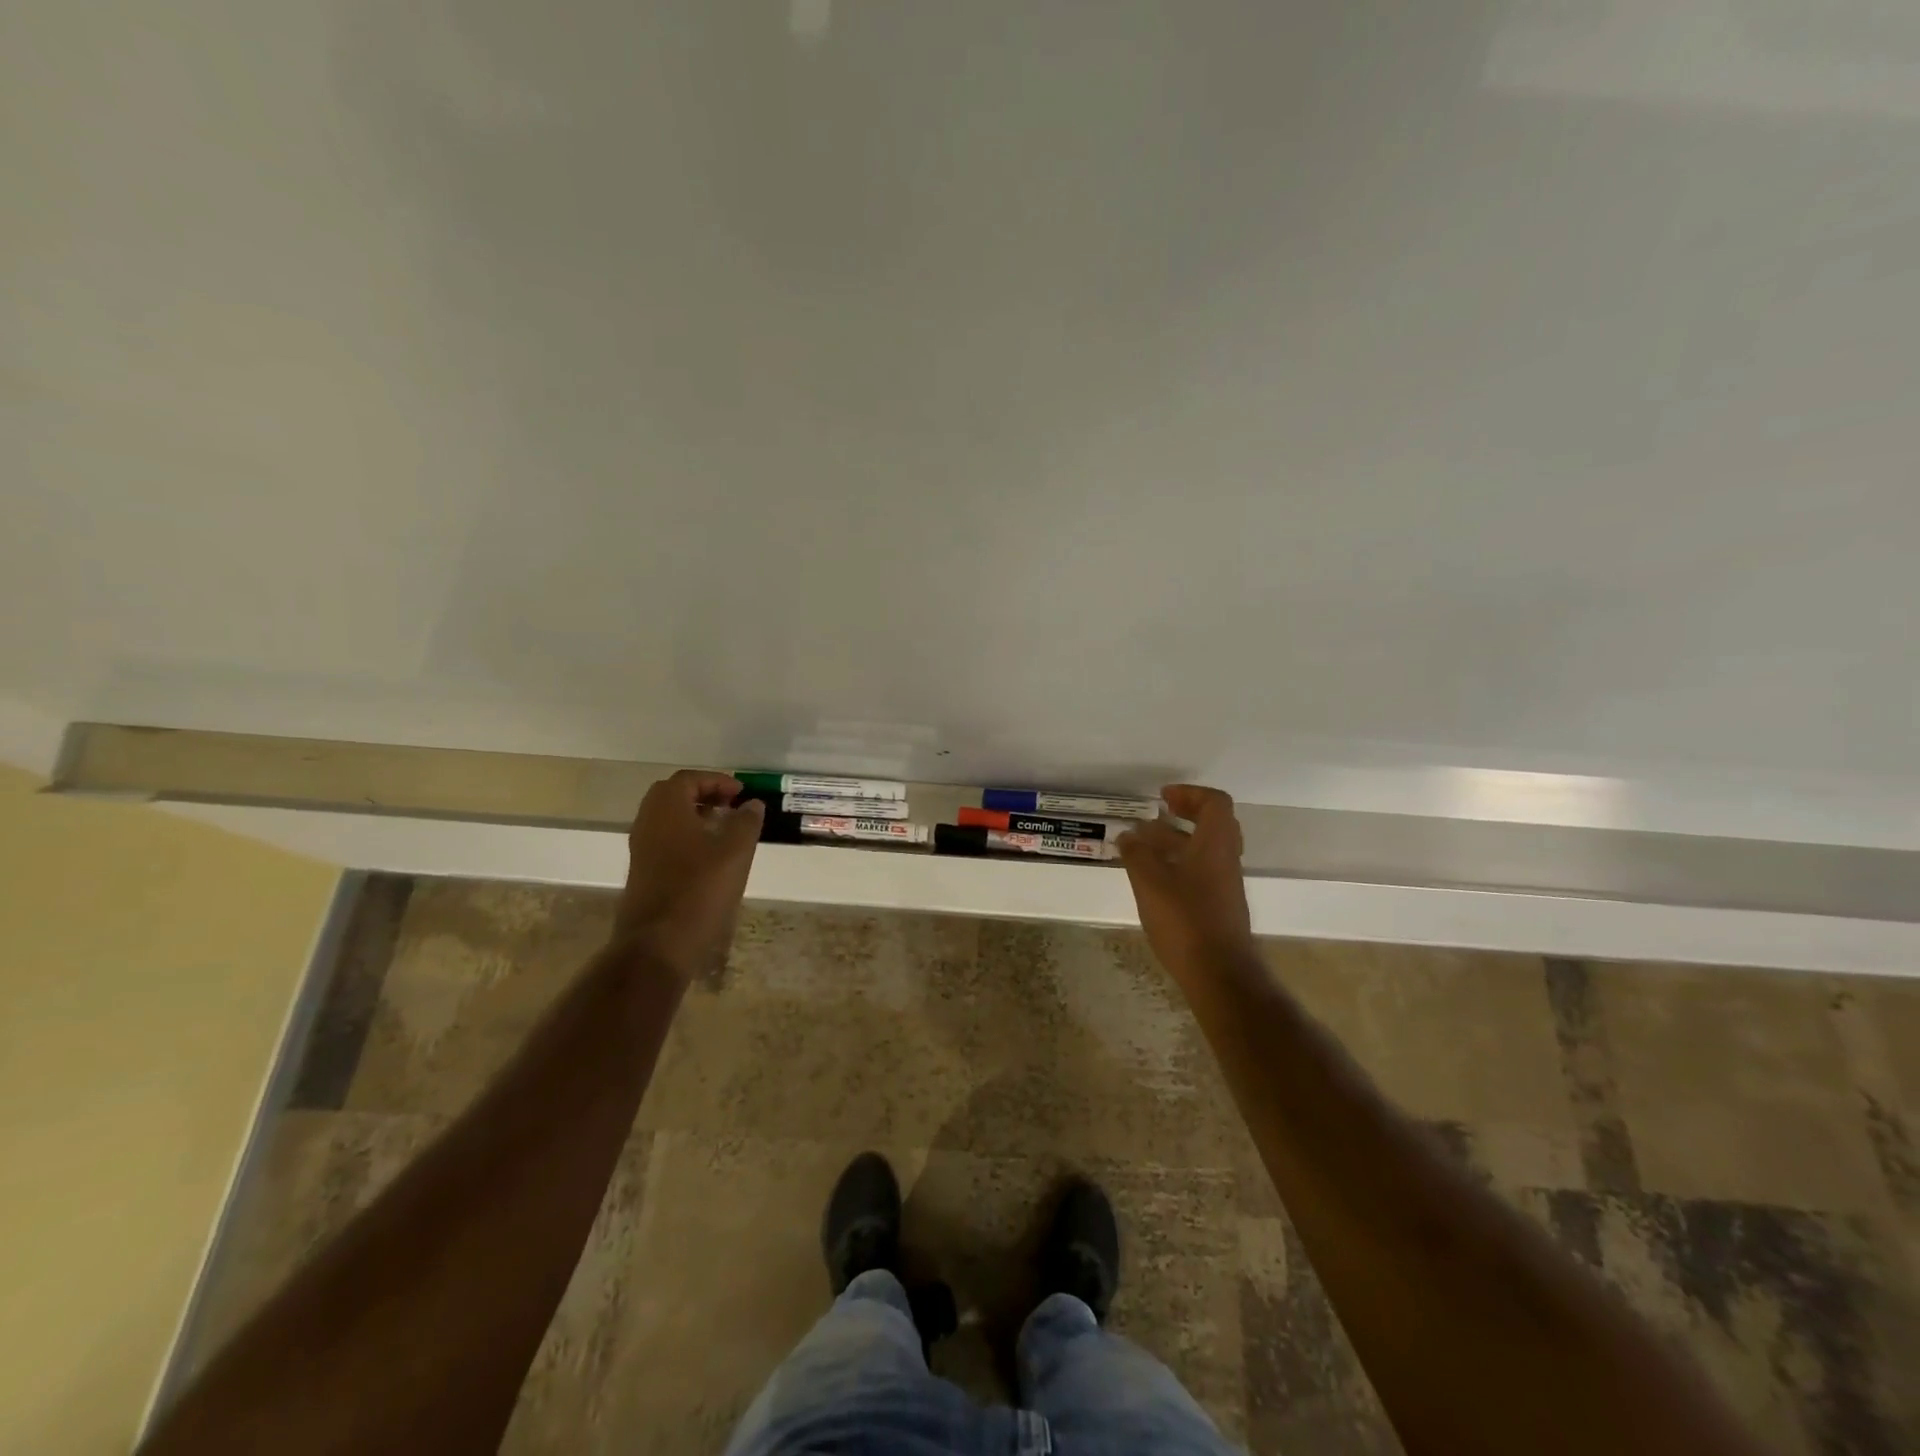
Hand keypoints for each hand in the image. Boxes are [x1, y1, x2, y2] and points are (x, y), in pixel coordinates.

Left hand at [614, 770, 764, 978]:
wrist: (658, 944)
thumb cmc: (699, 890)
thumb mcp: (735, 852)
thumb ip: (746, 822)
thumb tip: (752, 804)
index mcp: (666, 809)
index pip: (689, 779)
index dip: (717, 781)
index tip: (741, 792)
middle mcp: (648, 823)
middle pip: (672, 795)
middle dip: (703, 795)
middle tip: (731, 805)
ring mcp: (641, 850)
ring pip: (667, 819)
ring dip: (694, 816)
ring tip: (724, 829)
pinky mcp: (643, 873)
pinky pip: (665, 840)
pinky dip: (686, 837)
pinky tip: (710, 857)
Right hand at [1116, 784, 1254, 978]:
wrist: (1220, 974)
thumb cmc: (1185, 920)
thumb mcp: (1150, 882)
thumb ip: (1137, 854)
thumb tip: (1127, 835)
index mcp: (1215, 845)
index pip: (1214, 803)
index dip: (1189, 794)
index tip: (1162, 798)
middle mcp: (1226, 859)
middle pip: (1213, 824)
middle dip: (1183, 815)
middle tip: (1155, 816)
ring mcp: (1225, 884)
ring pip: (1205, 849)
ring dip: (1177, 841)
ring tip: (1142, 846)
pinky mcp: (1219, 906)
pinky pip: (1201, 871)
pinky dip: (1179, 864)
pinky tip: (1153, 878)